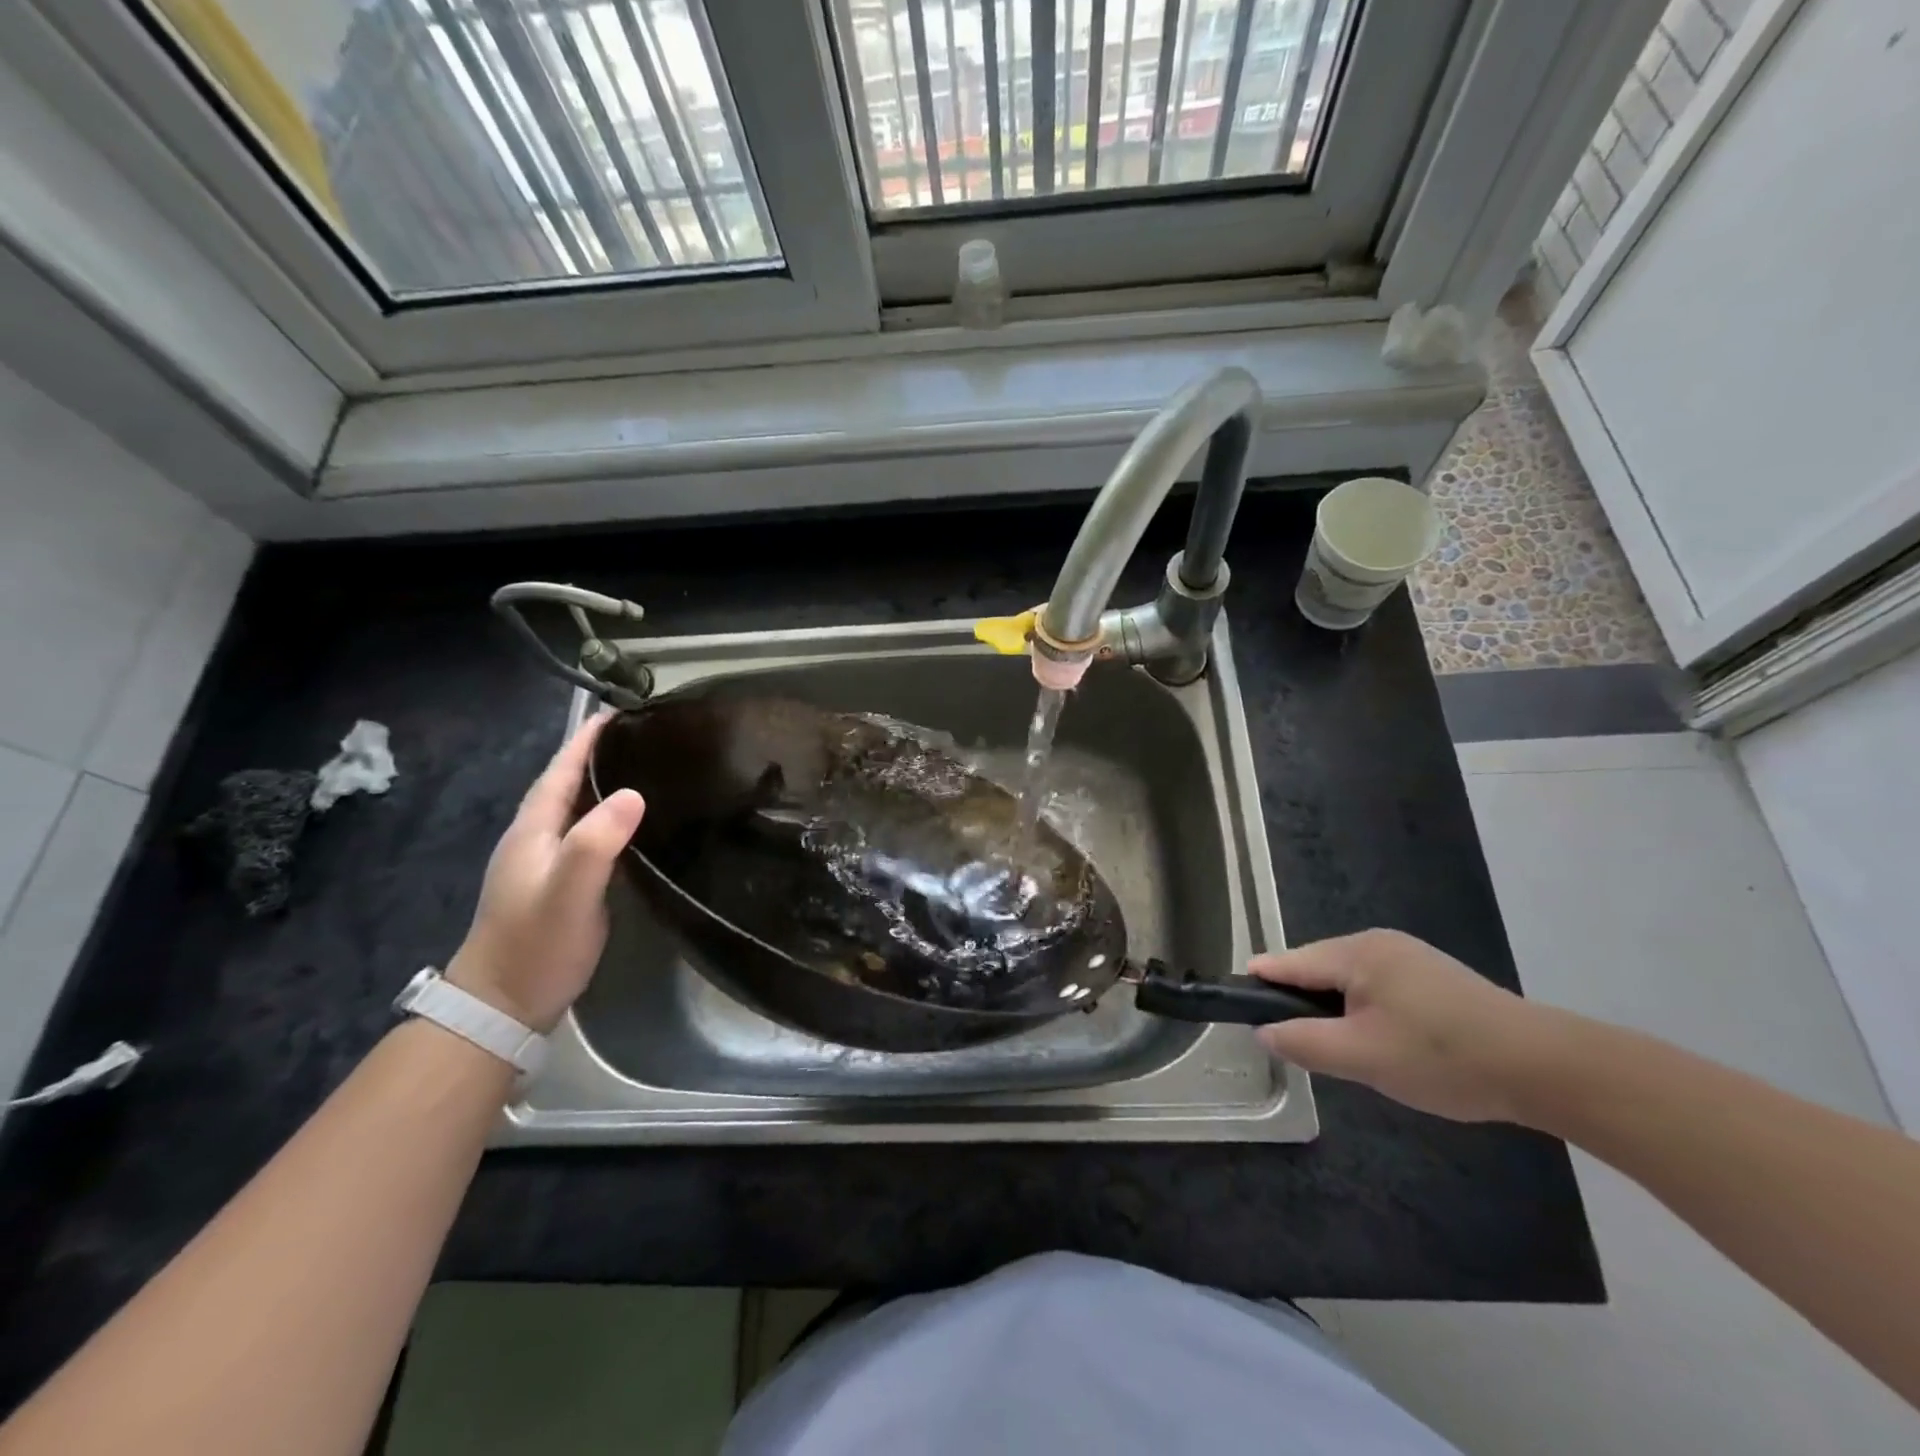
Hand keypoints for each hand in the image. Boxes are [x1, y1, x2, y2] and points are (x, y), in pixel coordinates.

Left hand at [445, 712, 645, 1031]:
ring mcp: (545, 863)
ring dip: (603, 786)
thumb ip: (596, 842)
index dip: (586, 742)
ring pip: (577, 810)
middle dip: (599, 756)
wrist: (503, 1005)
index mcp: (533, 830)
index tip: (618, 713)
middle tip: (643, 737)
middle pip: (566, 785)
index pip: (560, 772)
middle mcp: (535, 839)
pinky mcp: (559, 884)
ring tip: (645, 769)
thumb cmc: (536, 944)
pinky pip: (586, 835)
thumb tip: (634, 793)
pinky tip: (632, 823)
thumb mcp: (568, 891)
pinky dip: (608, 818)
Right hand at [1251, 929, 1558, 1122]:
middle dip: (1304, 1005)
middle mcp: (1377, 942)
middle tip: (1306, 1049)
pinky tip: (1384, 1043)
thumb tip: (1263, 1031)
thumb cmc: (1442, 1057)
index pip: (1287, 963)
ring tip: (1346, 1052)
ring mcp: (1409, 956)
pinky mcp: (1433, 976)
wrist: (1543, 1066)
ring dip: (1337, 1012)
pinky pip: (1378, 988)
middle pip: (1317, 969)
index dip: (1260, 984)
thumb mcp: (1361, 1057)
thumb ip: (1303, 1042)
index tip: (1239, 1008)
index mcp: (1355, 952)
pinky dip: (1366, 1012)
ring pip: (1348, 981)